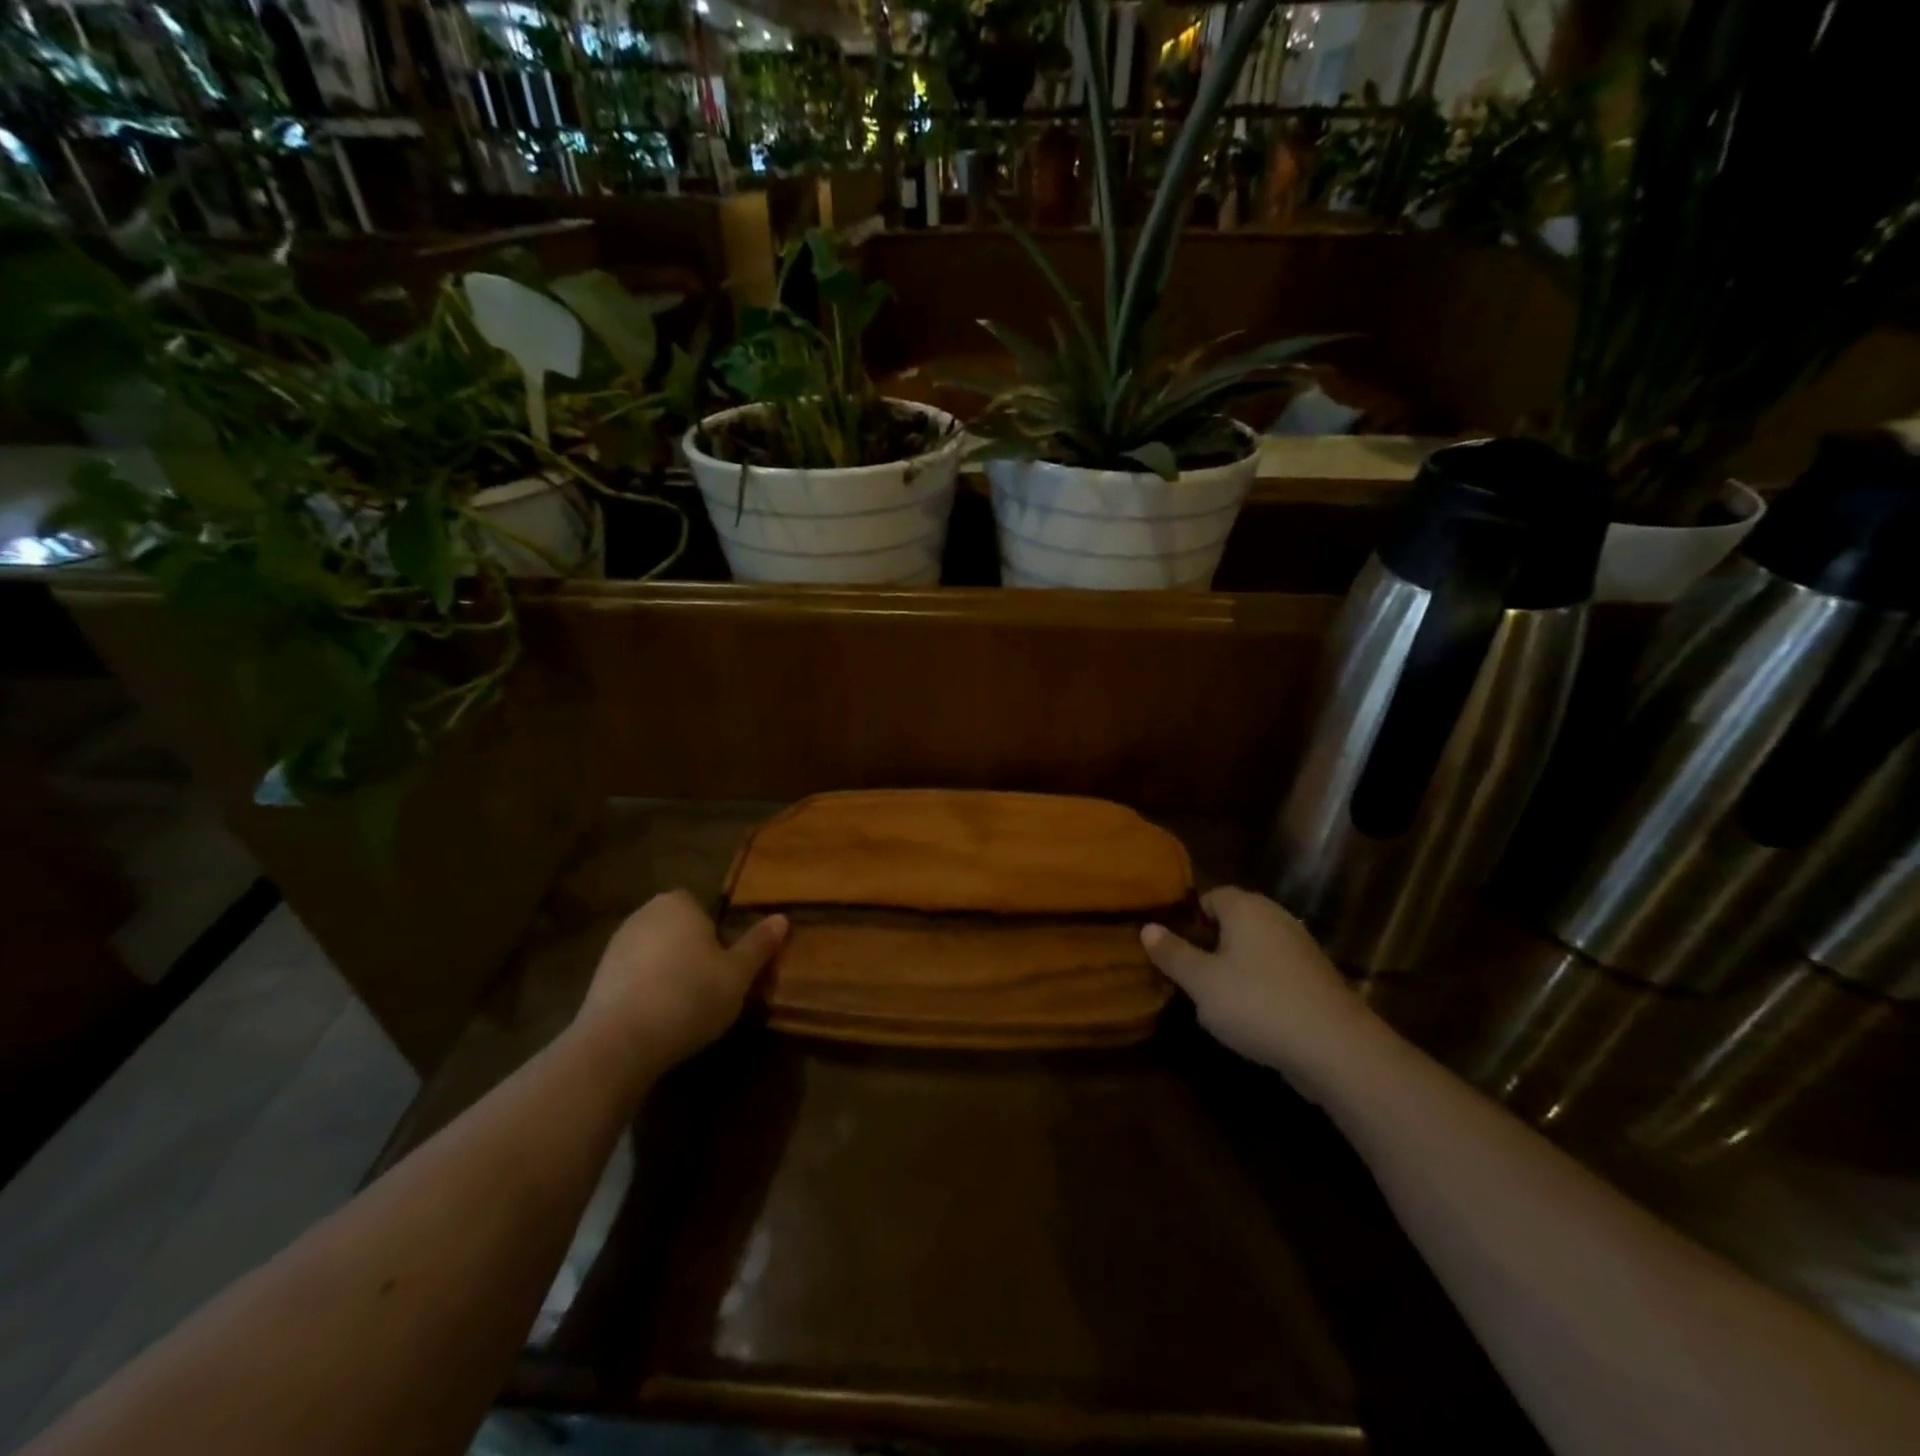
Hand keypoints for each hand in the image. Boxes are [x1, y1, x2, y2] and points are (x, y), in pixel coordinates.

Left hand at [573, 890, 786, 1073]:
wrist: (619, 1044)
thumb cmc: (689, 997)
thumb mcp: (738, 974)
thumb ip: (759, 944)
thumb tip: (782, 918)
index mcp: (678, 903)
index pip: (702, 908)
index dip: (717, 935)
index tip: (726, 965)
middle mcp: (643, 915)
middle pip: (678, 930)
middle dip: (692, 953)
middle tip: (712, 987)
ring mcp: (614, 947)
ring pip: (655, 955)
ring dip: (668, 974)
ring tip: (685, 1008)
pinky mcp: (597, 980)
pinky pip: (633, 979)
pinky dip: (646, 993)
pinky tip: (658, 1020)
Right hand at [1142, 887, 1383, 1097]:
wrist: (1337, 1050)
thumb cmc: (1257, 1004)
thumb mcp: (1201, 982)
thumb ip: (1172, 953)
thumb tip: (1147, 927)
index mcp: (1246, 907)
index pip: (1210, 897)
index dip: (1188, 919)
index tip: (1171, 948)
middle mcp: (1276, 917)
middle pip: (1233, 922)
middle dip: (1210, 945)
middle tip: (1187, 976)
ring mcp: (1301, 948)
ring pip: (1255, 949)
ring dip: (1235, 969)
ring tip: (1215, 1001)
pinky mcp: (1317, 980)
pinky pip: (1276, 973)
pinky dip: (1261, 987)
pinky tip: (1251, 1017)